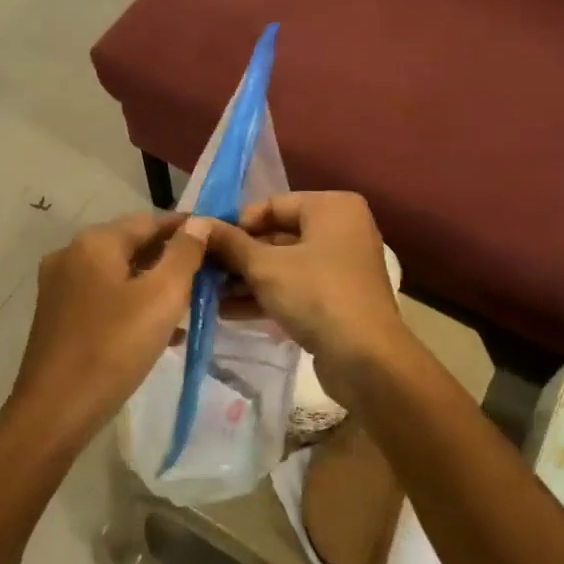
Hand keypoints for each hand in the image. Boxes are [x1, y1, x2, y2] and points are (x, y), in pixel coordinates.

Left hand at [2, 212, 209, 454]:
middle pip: (132, 245)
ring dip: (154, 284)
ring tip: (191, 305)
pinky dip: (133, 305)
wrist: (55, 411)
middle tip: (208, 274)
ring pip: (119, 274)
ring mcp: (60, 287)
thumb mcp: (162, 297)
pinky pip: (104, 298)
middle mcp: (71, 255)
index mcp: (94, 243)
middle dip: (171, 258)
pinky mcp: (58, 316)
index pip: (150, 220)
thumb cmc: (114, 347)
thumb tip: (199, 223)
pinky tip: (161, 331)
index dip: (186, 228)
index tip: (218, 239)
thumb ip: (184, 254)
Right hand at [206, 192, 414, 404]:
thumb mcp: (265, 267)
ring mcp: (341, 266)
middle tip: (202, 272)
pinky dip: (266, 296)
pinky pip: (295, 288)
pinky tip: (227, 312)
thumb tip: (197, 224)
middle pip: (277, 236)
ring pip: (284, 265)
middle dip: (238, 257)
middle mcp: (341, 230)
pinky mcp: (337, 298)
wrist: (366, 358)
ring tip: (207, 295)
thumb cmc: (317, 295)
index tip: (205, 245)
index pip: (272, 205)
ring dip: (246, 280)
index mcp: (332, 208)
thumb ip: (230, 244)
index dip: (236, 224)